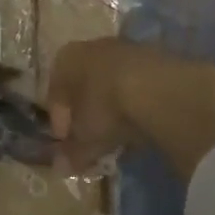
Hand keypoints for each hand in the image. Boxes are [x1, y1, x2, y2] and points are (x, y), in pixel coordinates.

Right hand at [46, 39, 214, 180]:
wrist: (159, 89)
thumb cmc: (106, 107)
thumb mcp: (86, 138)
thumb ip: (72, 153)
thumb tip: (60, 167)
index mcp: (67, 59)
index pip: (56, 92)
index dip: (59, 121)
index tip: (66, 143)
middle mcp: (93, 48)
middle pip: (85, 86)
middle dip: (87, 115)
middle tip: (92, 142)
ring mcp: (126, 49)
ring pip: (112, 85)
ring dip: (113, 110)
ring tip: (119, 138)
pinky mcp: (156, 59)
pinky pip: (137, 87)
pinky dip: (136, 107)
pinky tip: (142, 128)